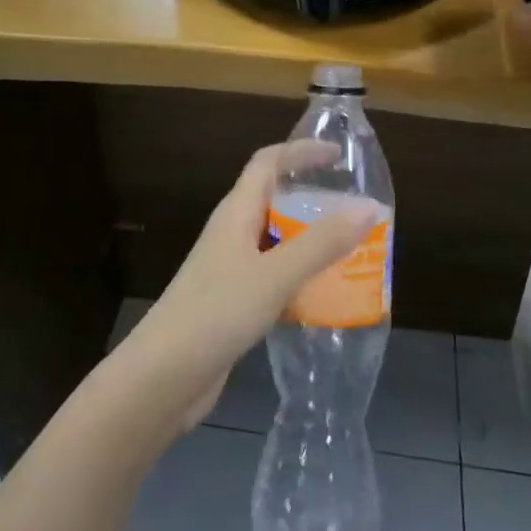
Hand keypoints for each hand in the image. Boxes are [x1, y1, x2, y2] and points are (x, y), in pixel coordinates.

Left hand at [120, 142, 383, 432]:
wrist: (163, 378)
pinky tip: (327, 296)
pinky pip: (275, 276)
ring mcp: (231, 269)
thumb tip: (368, 205)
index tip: (338, 156)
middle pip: (275, 200)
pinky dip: (301, 277)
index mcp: (236, 212)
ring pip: (277, 241)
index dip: (300, 152)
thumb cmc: (216, 313)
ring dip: (311, 241)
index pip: (267, 163)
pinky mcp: (233, 303)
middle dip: (313, 200)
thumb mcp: (274, 275)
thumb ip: (321, 242)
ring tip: (353, 251)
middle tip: (356, 210)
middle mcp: (232, 233)